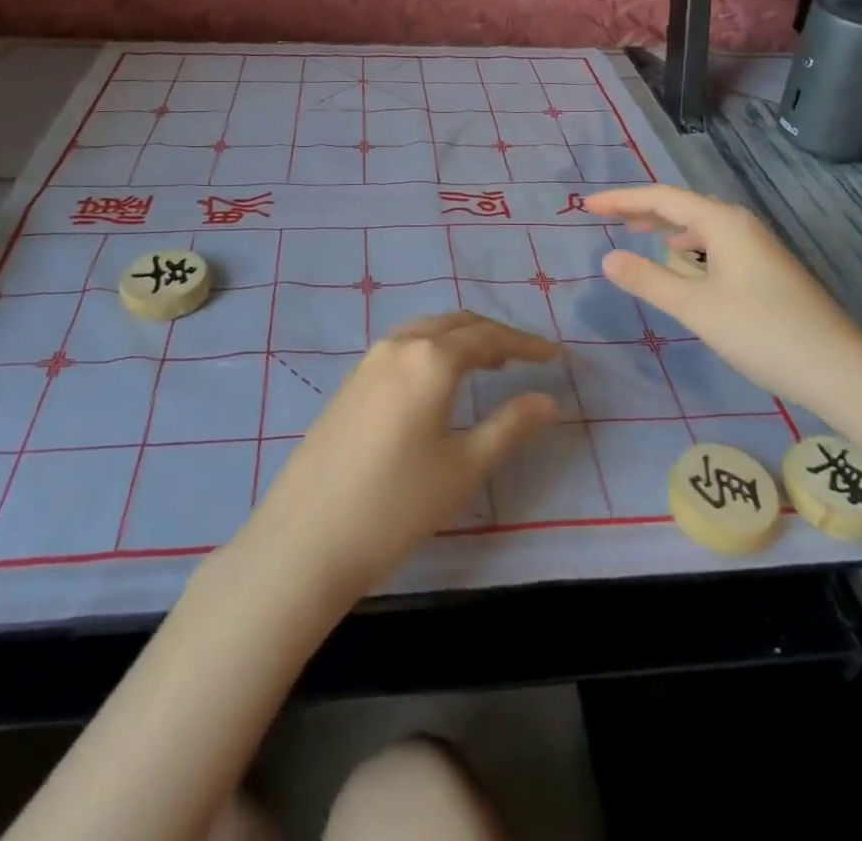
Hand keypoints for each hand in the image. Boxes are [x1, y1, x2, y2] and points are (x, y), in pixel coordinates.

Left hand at [239, 312, 561, 598]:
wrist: (306, 537)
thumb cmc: (396, 503)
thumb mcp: (464, 468)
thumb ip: (510, 426)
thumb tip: (549, 399)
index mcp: (431, 358)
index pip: (489, 337)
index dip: (526, 344)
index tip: (556, 356)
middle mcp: (399, 345)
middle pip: (457, 324)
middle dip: (495, 335)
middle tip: (526, 357)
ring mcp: (369, 361)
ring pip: (427, 330)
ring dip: (462, 338)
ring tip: (489, 363)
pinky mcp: (351, 382)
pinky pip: (404, 346)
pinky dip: (434, 349)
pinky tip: (439, 381)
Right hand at [586, 184, 861, 414]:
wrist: (841, 371)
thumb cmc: (763, 332)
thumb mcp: (696, 308)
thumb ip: (648, 280)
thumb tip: (607, 258)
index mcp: (723, 222)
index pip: (661, 198)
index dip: (621, 199)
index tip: (587, 205)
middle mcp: (741, 225)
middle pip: (682, 206)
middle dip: (642, 209)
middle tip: (606, 217)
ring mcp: (758, 247)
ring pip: (701, 226)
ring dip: (666, 227)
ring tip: (638, 234)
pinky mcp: (767, 270)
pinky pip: (716, 244)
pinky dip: (689, 247)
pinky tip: (684, 264)